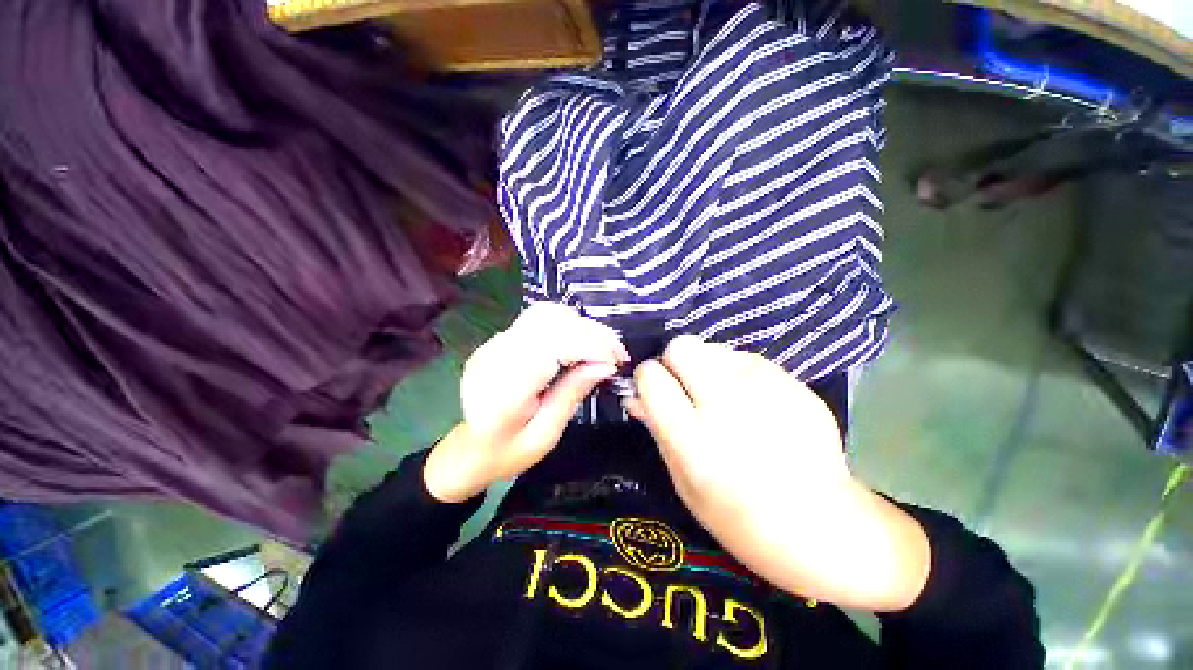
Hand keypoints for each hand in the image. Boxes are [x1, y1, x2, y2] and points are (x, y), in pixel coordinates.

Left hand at [425, 303, 627, 502]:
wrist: (468, 450)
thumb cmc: (507, 453)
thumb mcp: (545, 435)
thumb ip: (572, 395)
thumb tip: (605, 365)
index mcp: (504, 387)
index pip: (552, 345)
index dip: (589, 346)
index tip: (615, 362)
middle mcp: (496, 355)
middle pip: (551, 322)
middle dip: (592, 332)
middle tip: (618, 353)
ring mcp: (495, 343)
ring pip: (546, 313)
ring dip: (581, 325)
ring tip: (603, 346)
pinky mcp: (500, 340)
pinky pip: (538, 319)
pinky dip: (567, 324)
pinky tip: (581, 341)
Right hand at [626, 336, 929, 611]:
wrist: (825, 528)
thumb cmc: (739, 518)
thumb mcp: (684, 483)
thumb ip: (657, 430)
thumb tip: (635, 395)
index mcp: (695, 441)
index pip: (652, 378)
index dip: (647, 378)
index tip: (653, 389)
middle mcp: (728, 407)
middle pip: (682, 347)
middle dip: (675, 361)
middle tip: (685, 387)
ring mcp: (766, 391)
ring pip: (713, 347)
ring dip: (706, 366)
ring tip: (721, 397)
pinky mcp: (792, 383)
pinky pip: (745, 358)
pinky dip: (736, 372)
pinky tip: (750, 401)